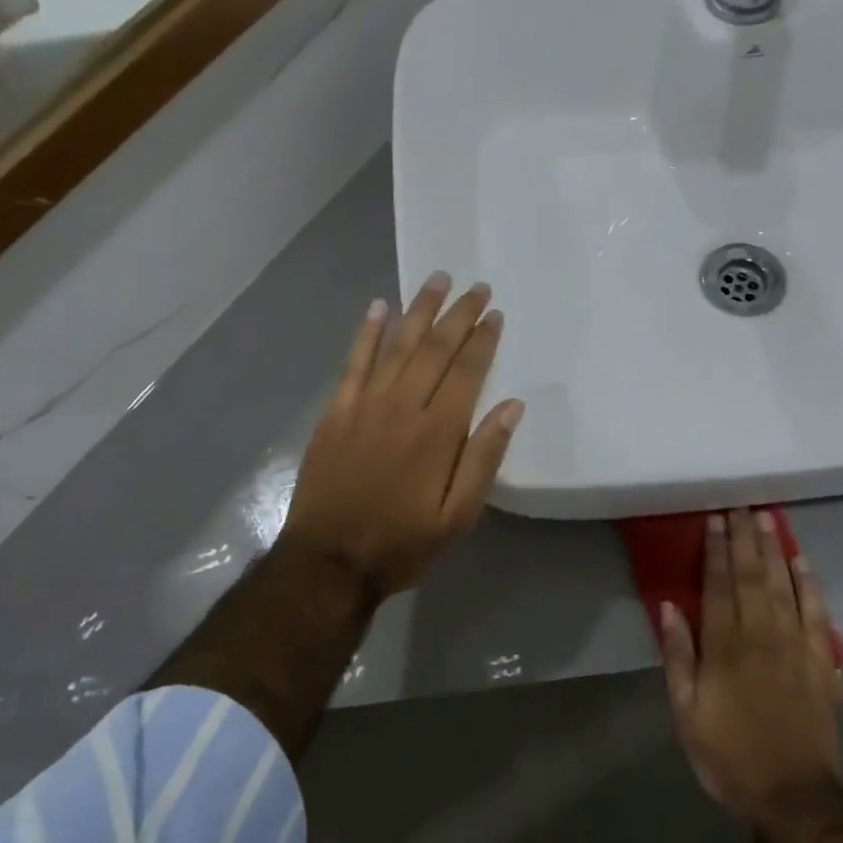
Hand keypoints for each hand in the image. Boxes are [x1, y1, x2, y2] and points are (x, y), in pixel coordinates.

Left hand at [281, 274, 524, 599]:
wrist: (329, 562)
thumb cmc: (402, 543)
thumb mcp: (458, 516)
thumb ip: (484, 458)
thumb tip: (512, 406)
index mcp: (438, 432)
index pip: (467, 371)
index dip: (483, 340)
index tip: (496, 314)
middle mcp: (403, 406)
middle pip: (435, 348)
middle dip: (458, 315)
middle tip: (476, 287)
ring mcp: (365, 406)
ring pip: (397, 346)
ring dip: (419, 310)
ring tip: (437, 280)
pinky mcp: (336, 413)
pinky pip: (353, 363)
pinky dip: (367, 333)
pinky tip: (378, 307)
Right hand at [659, 511, 842, 831]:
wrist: (792, 795)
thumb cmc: (728, 753)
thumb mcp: (686, 711)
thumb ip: (678, 656)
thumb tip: (669, 607)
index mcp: (725, 647)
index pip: (719, 585)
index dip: (715, 549)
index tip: (713, 518)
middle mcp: (762, 636)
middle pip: (753, 576)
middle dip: (744, 538)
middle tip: (740, 504)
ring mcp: (797, 646)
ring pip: (784, 585)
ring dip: (774, 549)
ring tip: (767, 517)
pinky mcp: (822, 661)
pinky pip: (817, 613)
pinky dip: (810, 584)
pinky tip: (802, 561)